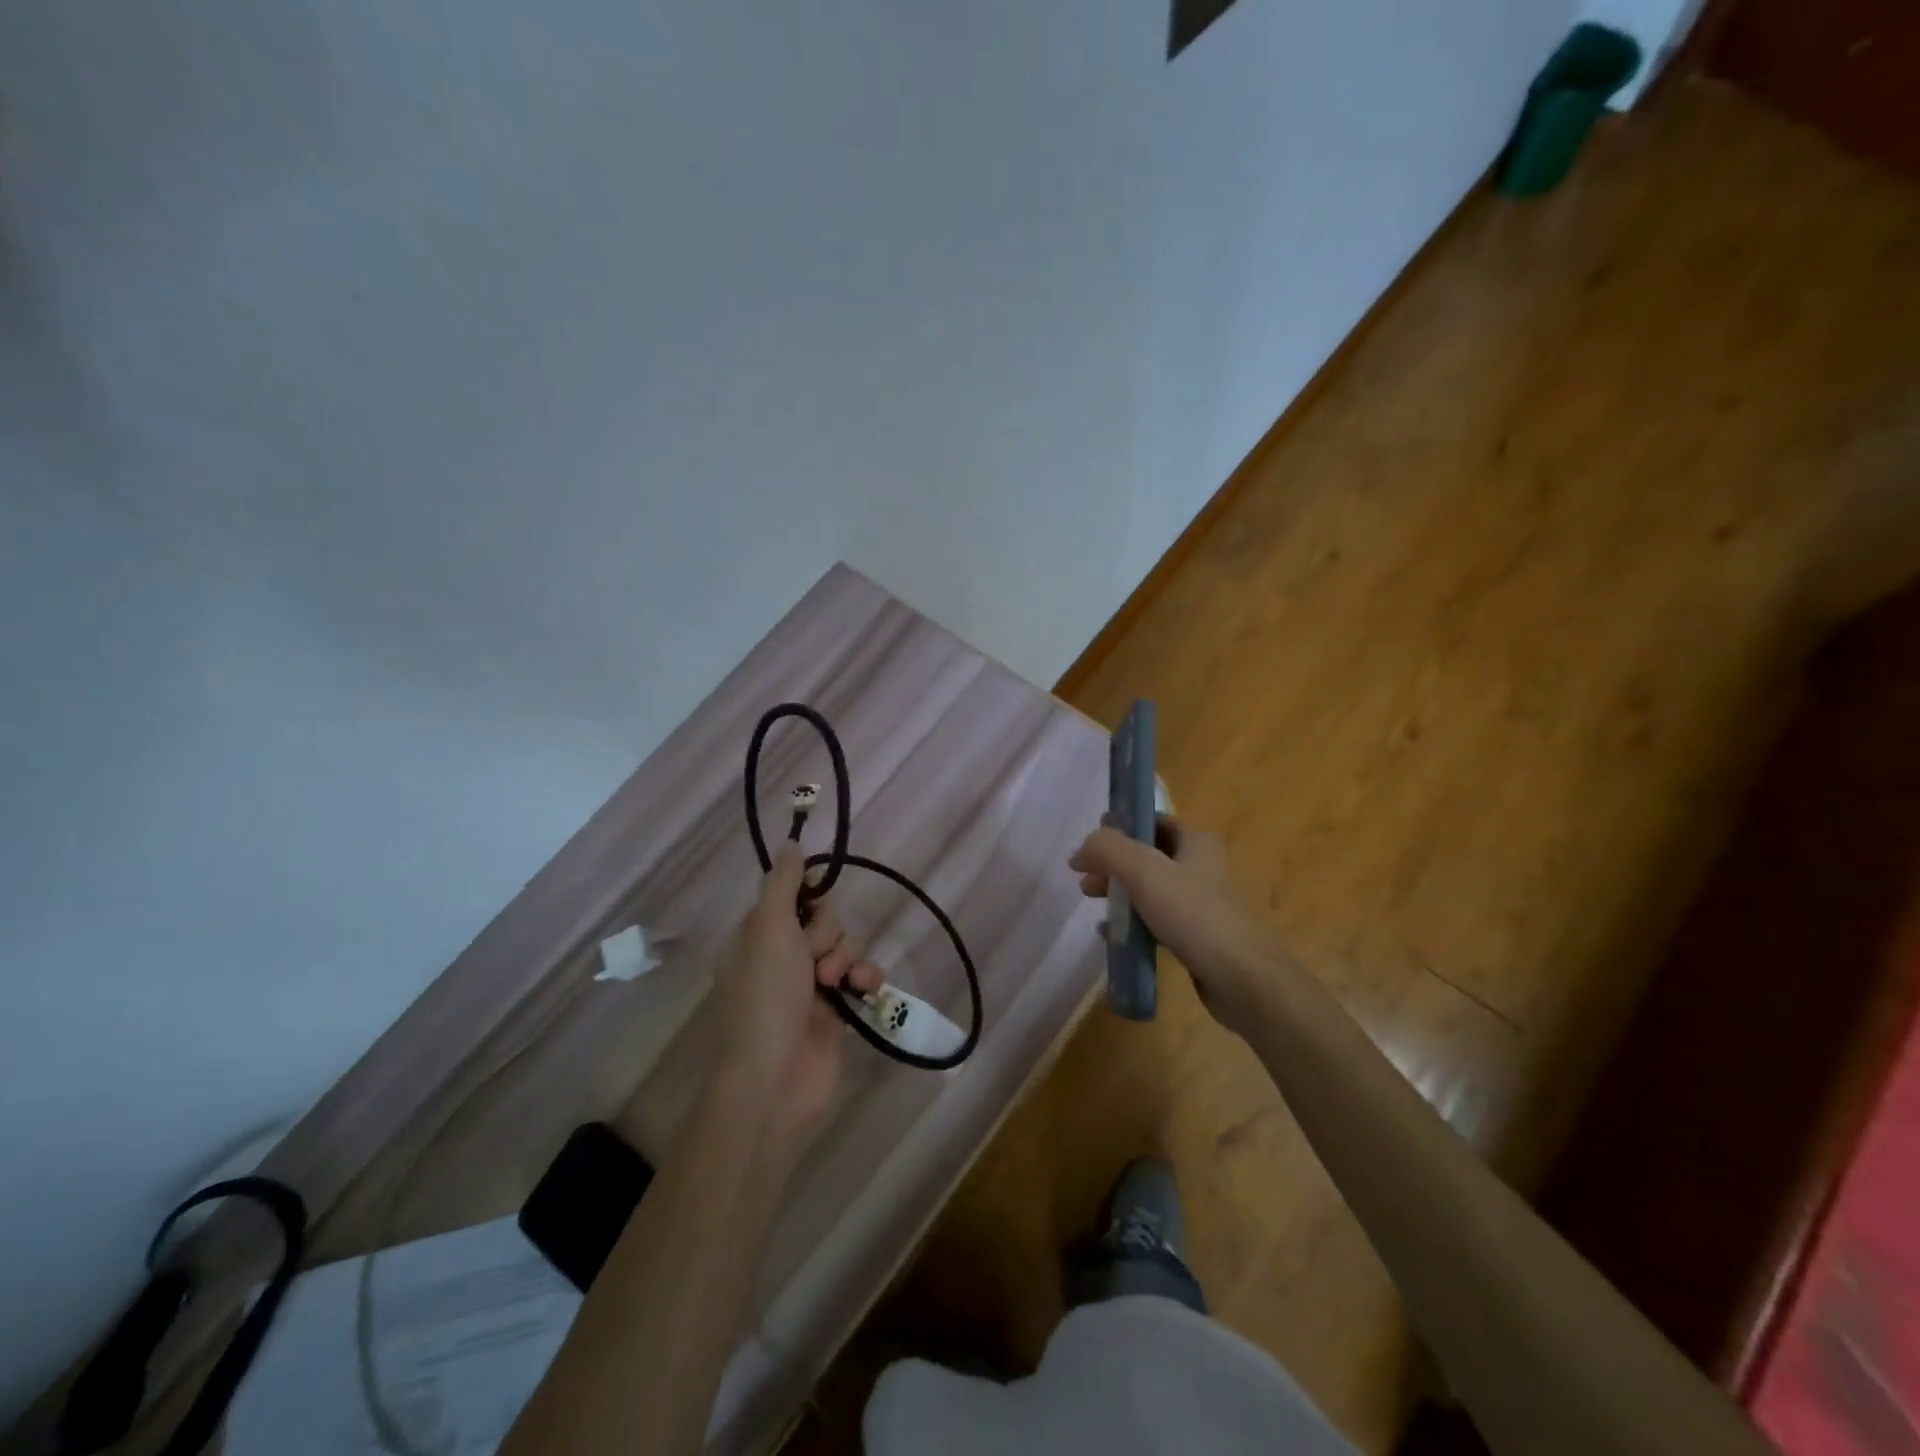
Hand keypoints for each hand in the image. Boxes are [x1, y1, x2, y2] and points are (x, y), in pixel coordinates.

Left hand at [717, 845, 883, 1150]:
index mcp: (758, 935)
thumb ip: (783, 884)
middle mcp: (783, 956)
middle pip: (824, 918)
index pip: (792, 895)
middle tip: (813, 957)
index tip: (815, 900)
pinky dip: (865, 979)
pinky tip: (861, 990)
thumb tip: (791, 842)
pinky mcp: (838, 1010)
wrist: (776, 1079)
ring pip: (846, 945)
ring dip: (847, 957)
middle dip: (827, 932)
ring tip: (835, 983)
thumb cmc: (766, 997)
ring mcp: (811, 985)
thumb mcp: (768, 929)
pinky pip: (862, 976)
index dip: (808, 895)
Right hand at [1069, 817, 1284, 1034]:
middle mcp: (1203, 867)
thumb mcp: (1144, 871)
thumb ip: (1108, 850)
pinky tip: (1114, 937)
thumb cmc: (1194, 916)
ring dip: (1122, 894)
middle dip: (1114, 866)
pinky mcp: (1200, 936)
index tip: (1091, 843)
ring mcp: (1203, 904)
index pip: (1154, 821)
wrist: (1244, 980)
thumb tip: (1082, 849)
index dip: (1121, 827)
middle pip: (1149, 857)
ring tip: (1095, 907)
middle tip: (1086, 881)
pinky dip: (1135, 923)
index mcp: (1197, 843)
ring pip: (1152, 890)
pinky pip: (1159, 921)